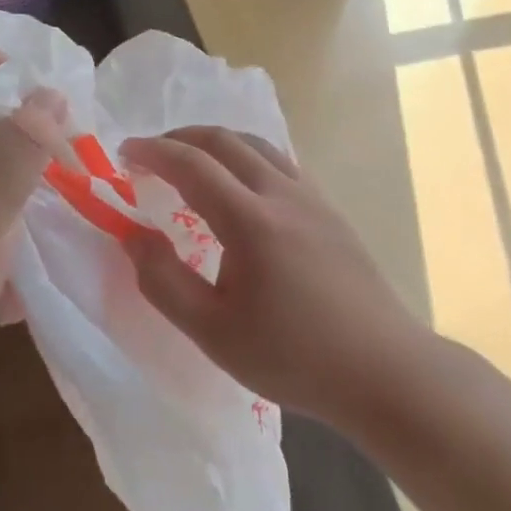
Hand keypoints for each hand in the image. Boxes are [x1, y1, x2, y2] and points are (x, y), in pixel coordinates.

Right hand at [119, 127, 434, 430]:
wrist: (386, 372)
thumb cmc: (294, 357)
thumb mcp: (213, 332)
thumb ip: (163, 281)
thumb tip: (132, 234)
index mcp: (250, 221)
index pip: (192, 164)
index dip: (153, 152)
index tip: (124, 153)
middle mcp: (282, 194)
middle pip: (224, 140)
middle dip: (180, 137)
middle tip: (150, 153)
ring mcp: (312, 198)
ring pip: (256, 144)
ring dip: (215, 141)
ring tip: (190, 159)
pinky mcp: (330, 210)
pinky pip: (280, 160)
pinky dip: (246, 155)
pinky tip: (240, 183)